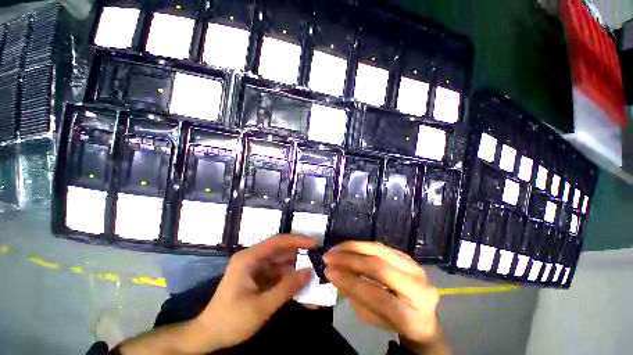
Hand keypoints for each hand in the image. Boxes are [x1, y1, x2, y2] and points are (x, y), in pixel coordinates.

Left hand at [194, 234, 315, 351]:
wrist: (208, 337)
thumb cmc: (231, 320)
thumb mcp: (261, 306)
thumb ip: (287, 288)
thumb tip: (309, 271)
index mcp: (249, 258)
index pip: (277, 241)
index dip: (297, 240)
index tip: (314, 243)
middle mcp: (253, 258)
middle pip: (281, 250)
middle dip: (299, 254)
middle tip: (318, 258)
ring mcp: (256, 268)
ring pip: (282, 263)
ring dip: (297, 269)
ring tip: (314, 274)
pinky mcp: (259, 278)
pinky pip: (278, 274)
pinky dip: (290, 280)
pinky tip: (302, 288)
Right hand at [323, 242, 440, 347]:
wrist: (421, 315)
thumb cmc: (396, 323)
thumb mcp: (374, 319)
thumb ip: (356, 297)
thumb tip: (336, 274)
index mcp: (413, 316)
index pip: (377, 295)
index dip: (351, 281)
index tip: (328, 272)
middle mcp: (419, 287)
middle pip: (379, 267)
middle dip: (349, 259)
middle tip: (328, 256)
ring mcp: (415, 268)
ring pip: (379, 251)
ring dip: (353, 247)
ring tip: (335, 249)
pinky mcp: (407, 257)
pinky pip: (380, 247)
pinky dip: (361, 245)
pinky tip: (348, 247)